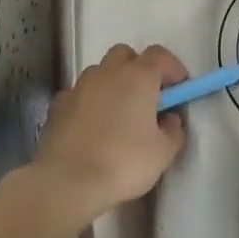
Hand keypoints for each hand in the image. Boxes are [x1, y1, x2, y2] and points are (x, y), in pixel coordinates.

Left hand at [29, 44, 187, 221]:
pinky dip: (90, 102)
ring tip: (118, 115)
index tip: (180, 88)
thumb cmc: (123, 163)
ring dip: (112, 84)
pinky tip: (92, 127)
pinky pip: (80, 93)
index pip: (160, 55)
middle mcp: (107, 72)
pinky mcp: (58, 104)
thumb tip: (170, 119)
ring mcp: (79, 86)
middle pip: (125, 55)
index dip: (173, 68)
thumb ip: (174, 131)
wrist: (67, 182)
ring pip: (100, 72)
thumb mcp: (163, 153)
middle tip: (147, 97)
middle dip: (139, 69)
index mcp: (138, 77)